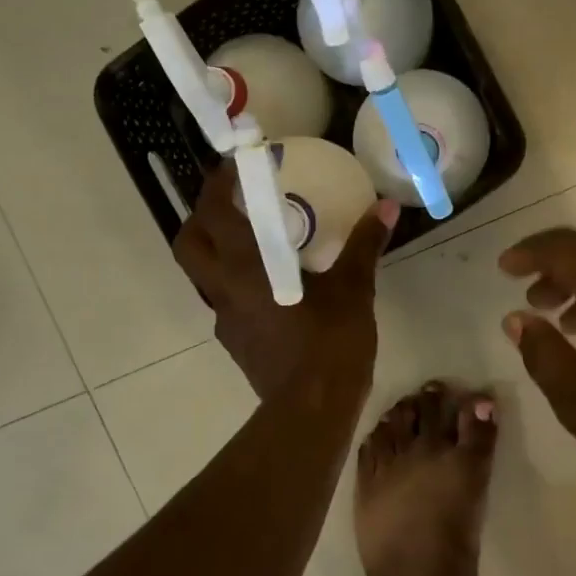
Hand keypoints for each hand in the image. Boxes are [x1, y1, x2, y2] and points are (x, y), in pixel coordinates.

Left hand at [173, 163, 397, 400]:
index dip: (217, 184)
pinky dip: (236, 280)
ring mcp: (225, 318)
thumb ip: (365, 245)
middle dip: (201, 216)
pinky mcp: (235, 341)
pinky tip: (270, 284)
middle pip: (189, 243)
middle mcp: (224, 289)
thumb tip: (387, 207)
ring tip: (253, 239)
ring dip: (217, 249)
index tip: (235, 165)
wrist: (312, 410)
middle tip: (232, 201)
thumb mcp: (353, 290)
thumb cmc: (330, 343)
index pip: (213, 213)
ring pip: (202, 274)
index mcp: (246, 267)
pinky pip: (224, 299)